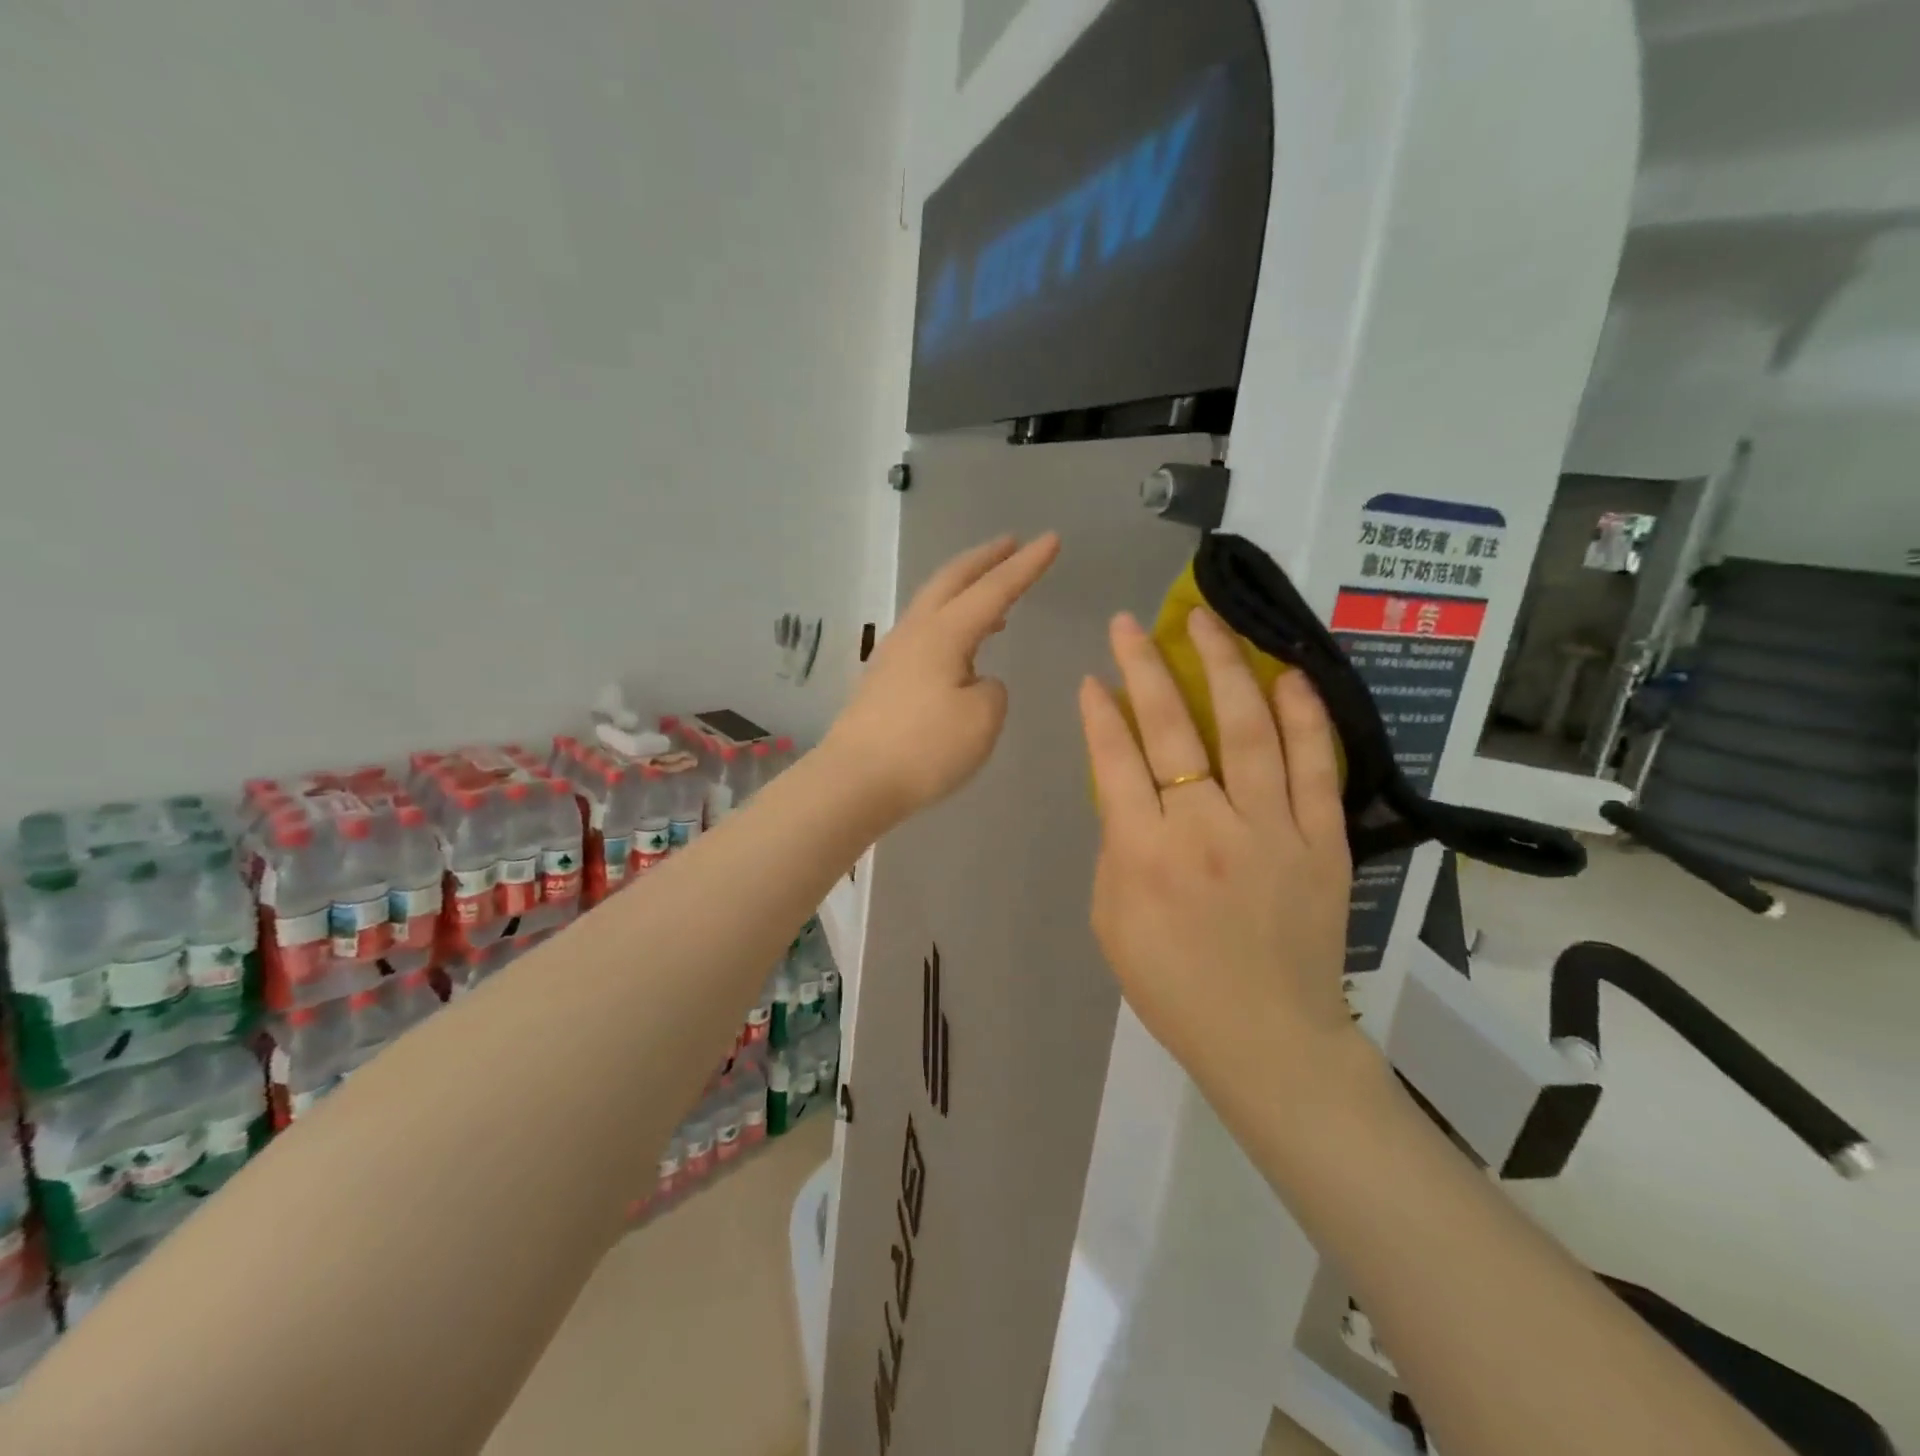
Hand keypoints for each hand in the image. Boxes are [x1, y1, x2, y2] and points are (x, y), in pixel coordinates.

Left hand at [827, 533, 1060, 820]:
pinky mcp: (883, 679)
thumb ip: (992, 689)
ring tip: (994, 595)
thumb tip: (975, 681)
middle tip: (1011, 542)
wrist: (854, 781)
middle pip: (951, 580)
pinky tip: (961, 647)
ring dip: (965, 589)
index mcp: (943, 633)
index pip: (993, 590)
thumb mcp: (982, 719)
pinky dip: (950, 620)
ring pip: (933, 604)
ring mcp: (893, 654)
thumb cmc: (924, 748)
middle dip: (985, 558)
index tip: (1051, 539)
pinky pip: (924, 632)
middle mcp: (915, 632)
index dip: (1025, 566)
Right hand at [1077, 606, 1359, 1096]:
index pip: (1116, 761)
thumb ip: (1117, 845)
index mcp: (1145, 855)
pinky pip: (1315, 767)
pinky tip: (1288, 677)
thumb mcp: (1112, 918)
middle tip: (1129, 624)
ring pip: (1248, 731)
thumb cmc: (1172, 985)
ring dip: (1224, 668)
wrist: (1267, 1038)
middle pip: (1173, 730)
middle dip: (1145, 668)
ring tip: (1205, 623)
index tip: (1092, 677)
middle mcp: (1206, 830)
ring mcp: (1272, 832)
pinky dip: (1304, 718)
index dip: (1101, 713)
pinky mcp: (1323, 842)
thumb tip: (1128, 787)